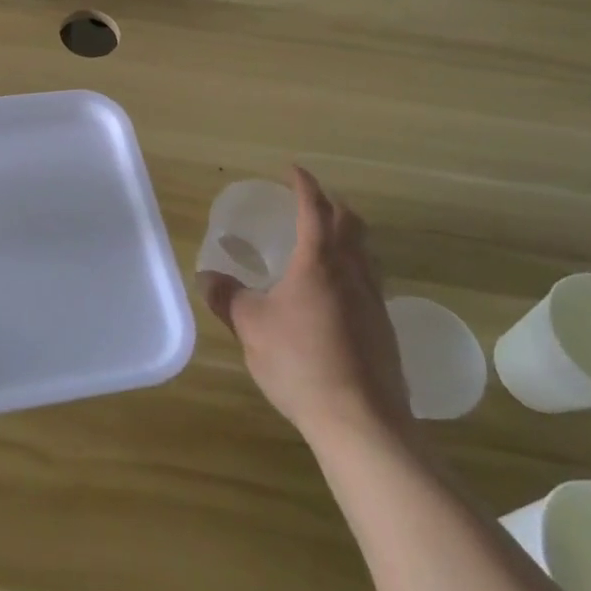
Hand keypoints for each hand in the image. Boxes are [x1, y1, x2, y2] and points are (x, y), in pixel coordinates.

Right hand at [199, 167, 413, 448]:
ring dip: (348, 236)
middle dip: (332, 204)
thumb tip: (206, 275)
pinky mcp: (384, 329)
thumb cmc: (299, 361)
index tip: (292, 169)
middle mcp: (352, 272)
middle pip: (351, 223)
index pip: (314, 208)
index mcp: (319, 261)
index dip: (304, 184)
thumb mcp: (250, 326)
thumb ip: (226, 296)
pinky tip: (336, 293)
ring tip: (325, 242)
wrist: (361, 420)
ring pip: (366, 252)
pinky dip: (353, 268)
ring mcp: (374, 300)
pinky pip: (370, 281)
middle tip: (310, 201)